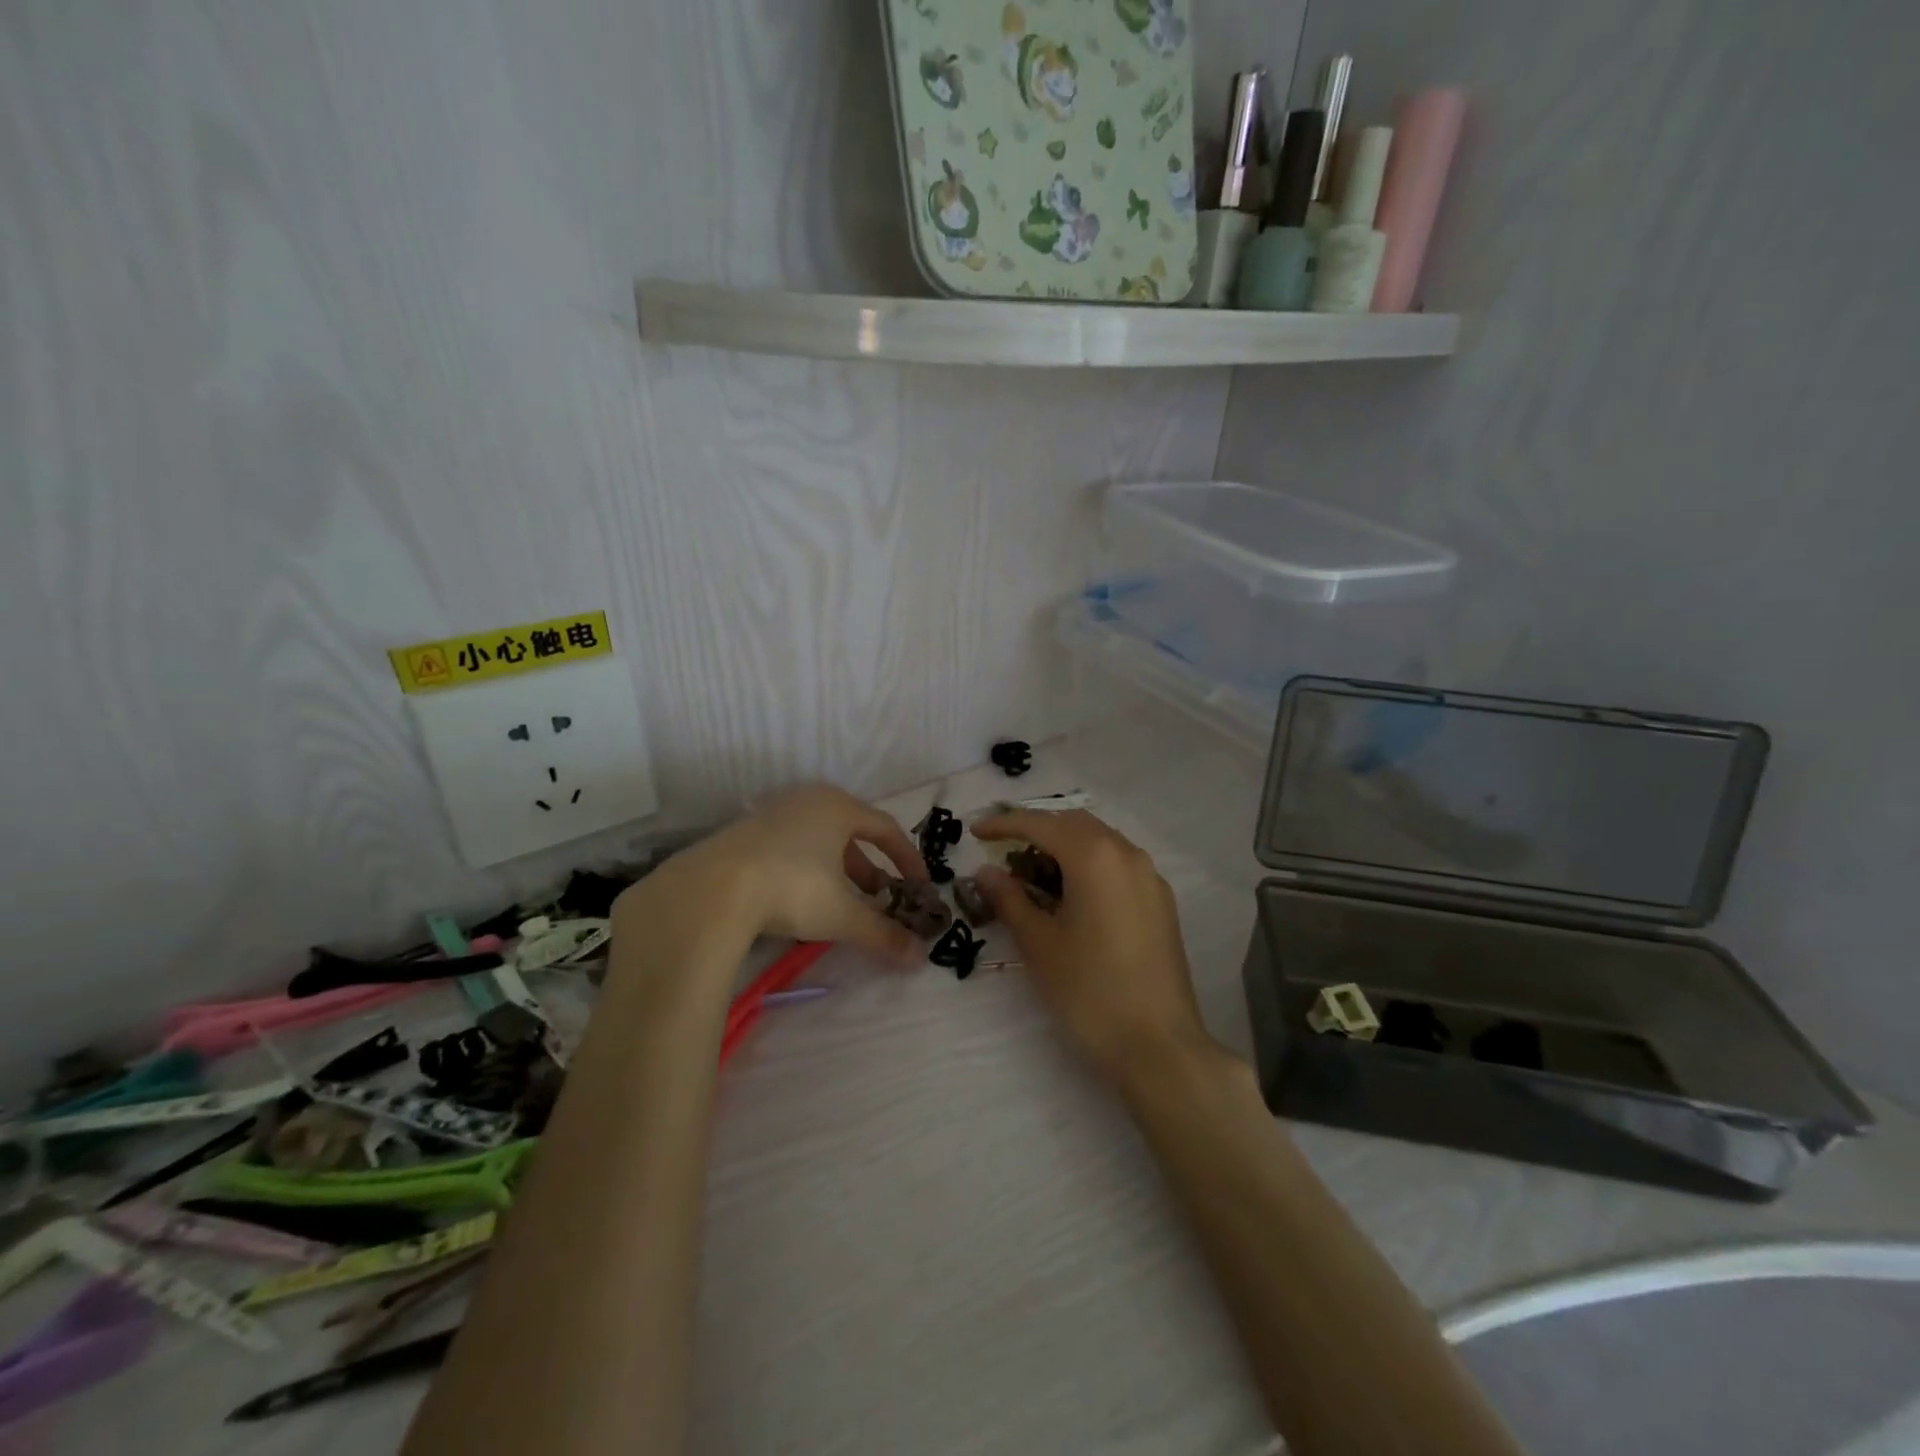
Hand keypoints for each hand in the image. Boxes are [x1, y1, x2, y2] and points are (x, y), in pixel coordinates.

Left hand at [617, 785, 928, 967]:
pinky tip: (798, 898)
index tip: (919, 886)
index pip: (886, 828)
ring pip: (818, 838)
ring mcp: (773, 812)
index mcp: (839, 808)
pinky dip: (806, 868)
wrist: (710, 889)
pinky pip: (790, 844)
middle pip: (851, 830)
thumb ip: (883, 933)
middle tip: (879, 896)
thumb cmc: (792, 889)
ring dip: (837, 868)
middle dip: (869, 867)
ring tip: (841, 901)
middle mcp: (808, 800)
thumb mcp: (842, 915)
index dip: (907, 858)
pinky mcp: (745, 831)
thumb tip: (920, 958)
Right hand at [972, 809, 1210, 1086]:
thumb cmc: (1088, 991)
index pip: (1041, 824)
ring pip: (1100, 842)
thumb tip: (987, 872)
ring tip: (1034, 877)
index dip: (1004, 823)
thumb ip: (1010, 899)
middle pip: (1074, 824)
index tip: (975, 833)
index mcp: (1094, 856)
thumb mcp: (1039, 944)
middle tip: (1004, 853)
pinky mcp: (1161, 901)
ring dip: (1064, 848)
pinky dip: (1089, 866)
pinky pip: (1118, 865)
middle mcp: (1127, 853)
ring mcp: (1150, 877)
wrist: (1158, 1046)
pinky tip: (1072, 897)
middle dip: (1036, 831)